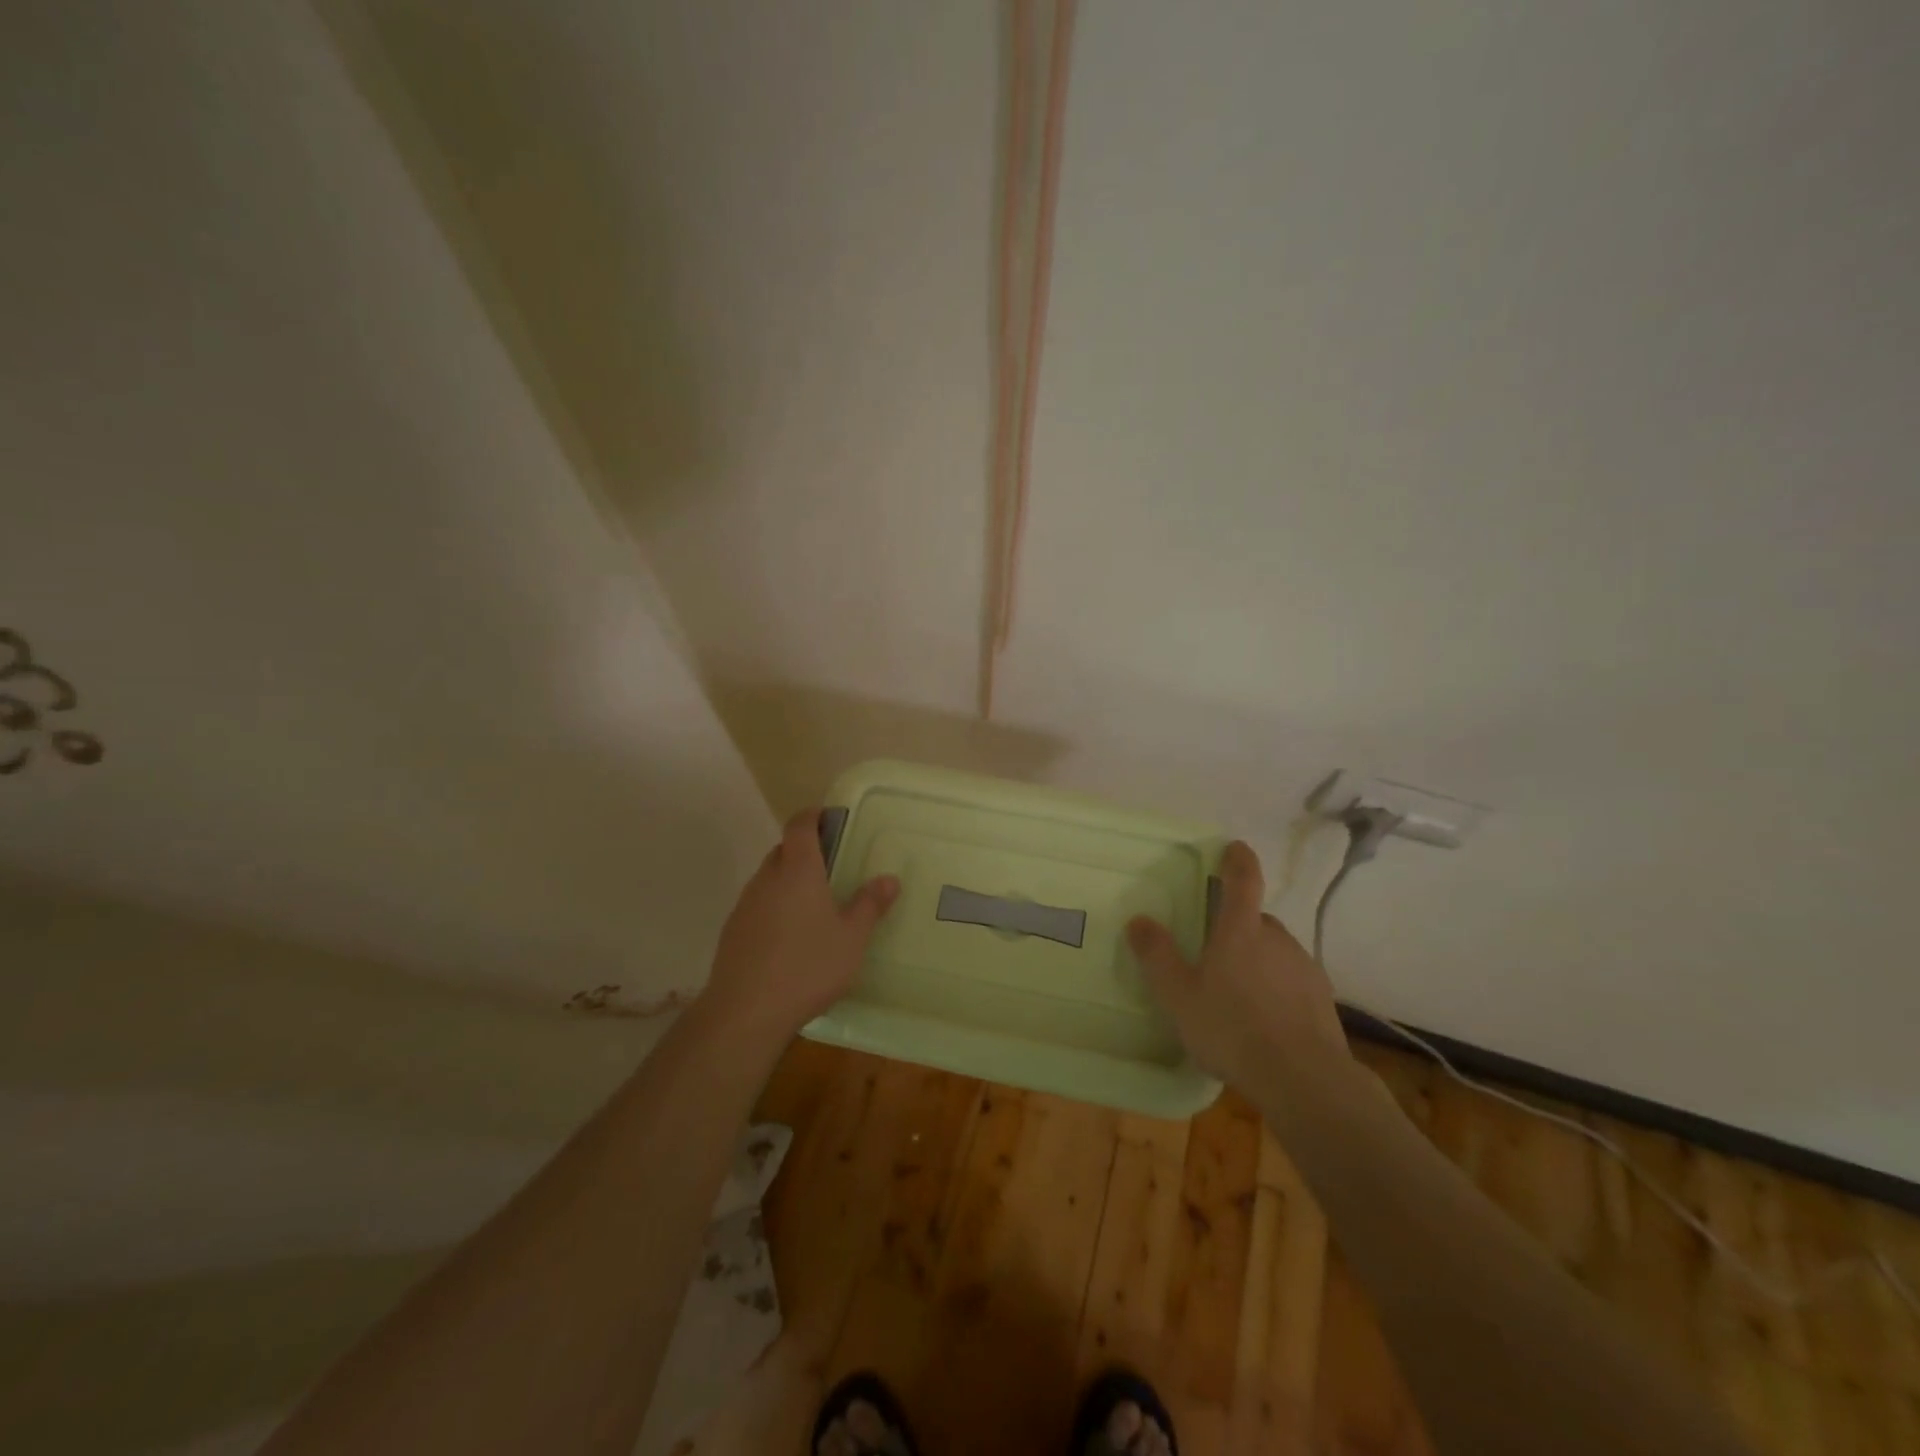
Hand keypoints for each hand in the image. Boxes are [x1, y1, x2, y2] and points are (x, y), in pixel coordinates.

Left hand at [700, 808, 899, 1040]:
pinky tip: (790, 937)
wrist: (745, 1010)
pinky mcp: (733, 931)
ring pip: (769, 879)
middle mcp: (768, 879)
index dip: (813, 816)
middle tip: (831, 867)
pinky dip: (774, 908)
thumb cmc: (808, 966)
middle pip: (783, 850)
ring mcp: (746, 905)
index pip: (799, 825)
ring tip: (813, 906)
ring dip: (788, 881)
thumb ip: (869, 905)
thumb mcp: (852, 938)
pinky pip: (758, 905)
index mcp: (798, 870)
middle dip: (804, 851)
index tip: (829, 819)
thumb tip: (889, 878)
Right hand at [1127, 840, 1353, 1099]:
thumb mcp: (1179, 995)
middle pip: (1258, 920)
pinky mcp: (1322, 1000)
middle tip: (1217, 951)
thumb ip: (1157, 956)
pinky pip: (1292, 981)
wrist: (1303, 1079)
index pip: (1243, 881)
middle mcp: (1277, 940)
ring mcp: (1304, 969)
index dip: (1238, 860)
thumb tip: (1138, 920)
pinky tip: (1264, 1019)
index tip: (1235, 847)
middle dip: (1239, 927)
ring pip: (1276, 952)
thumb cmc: (1232, 1029)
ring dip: (1259, 961)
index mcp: (1241, 931)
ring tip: (1238, 994)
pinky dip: (1278, 989)